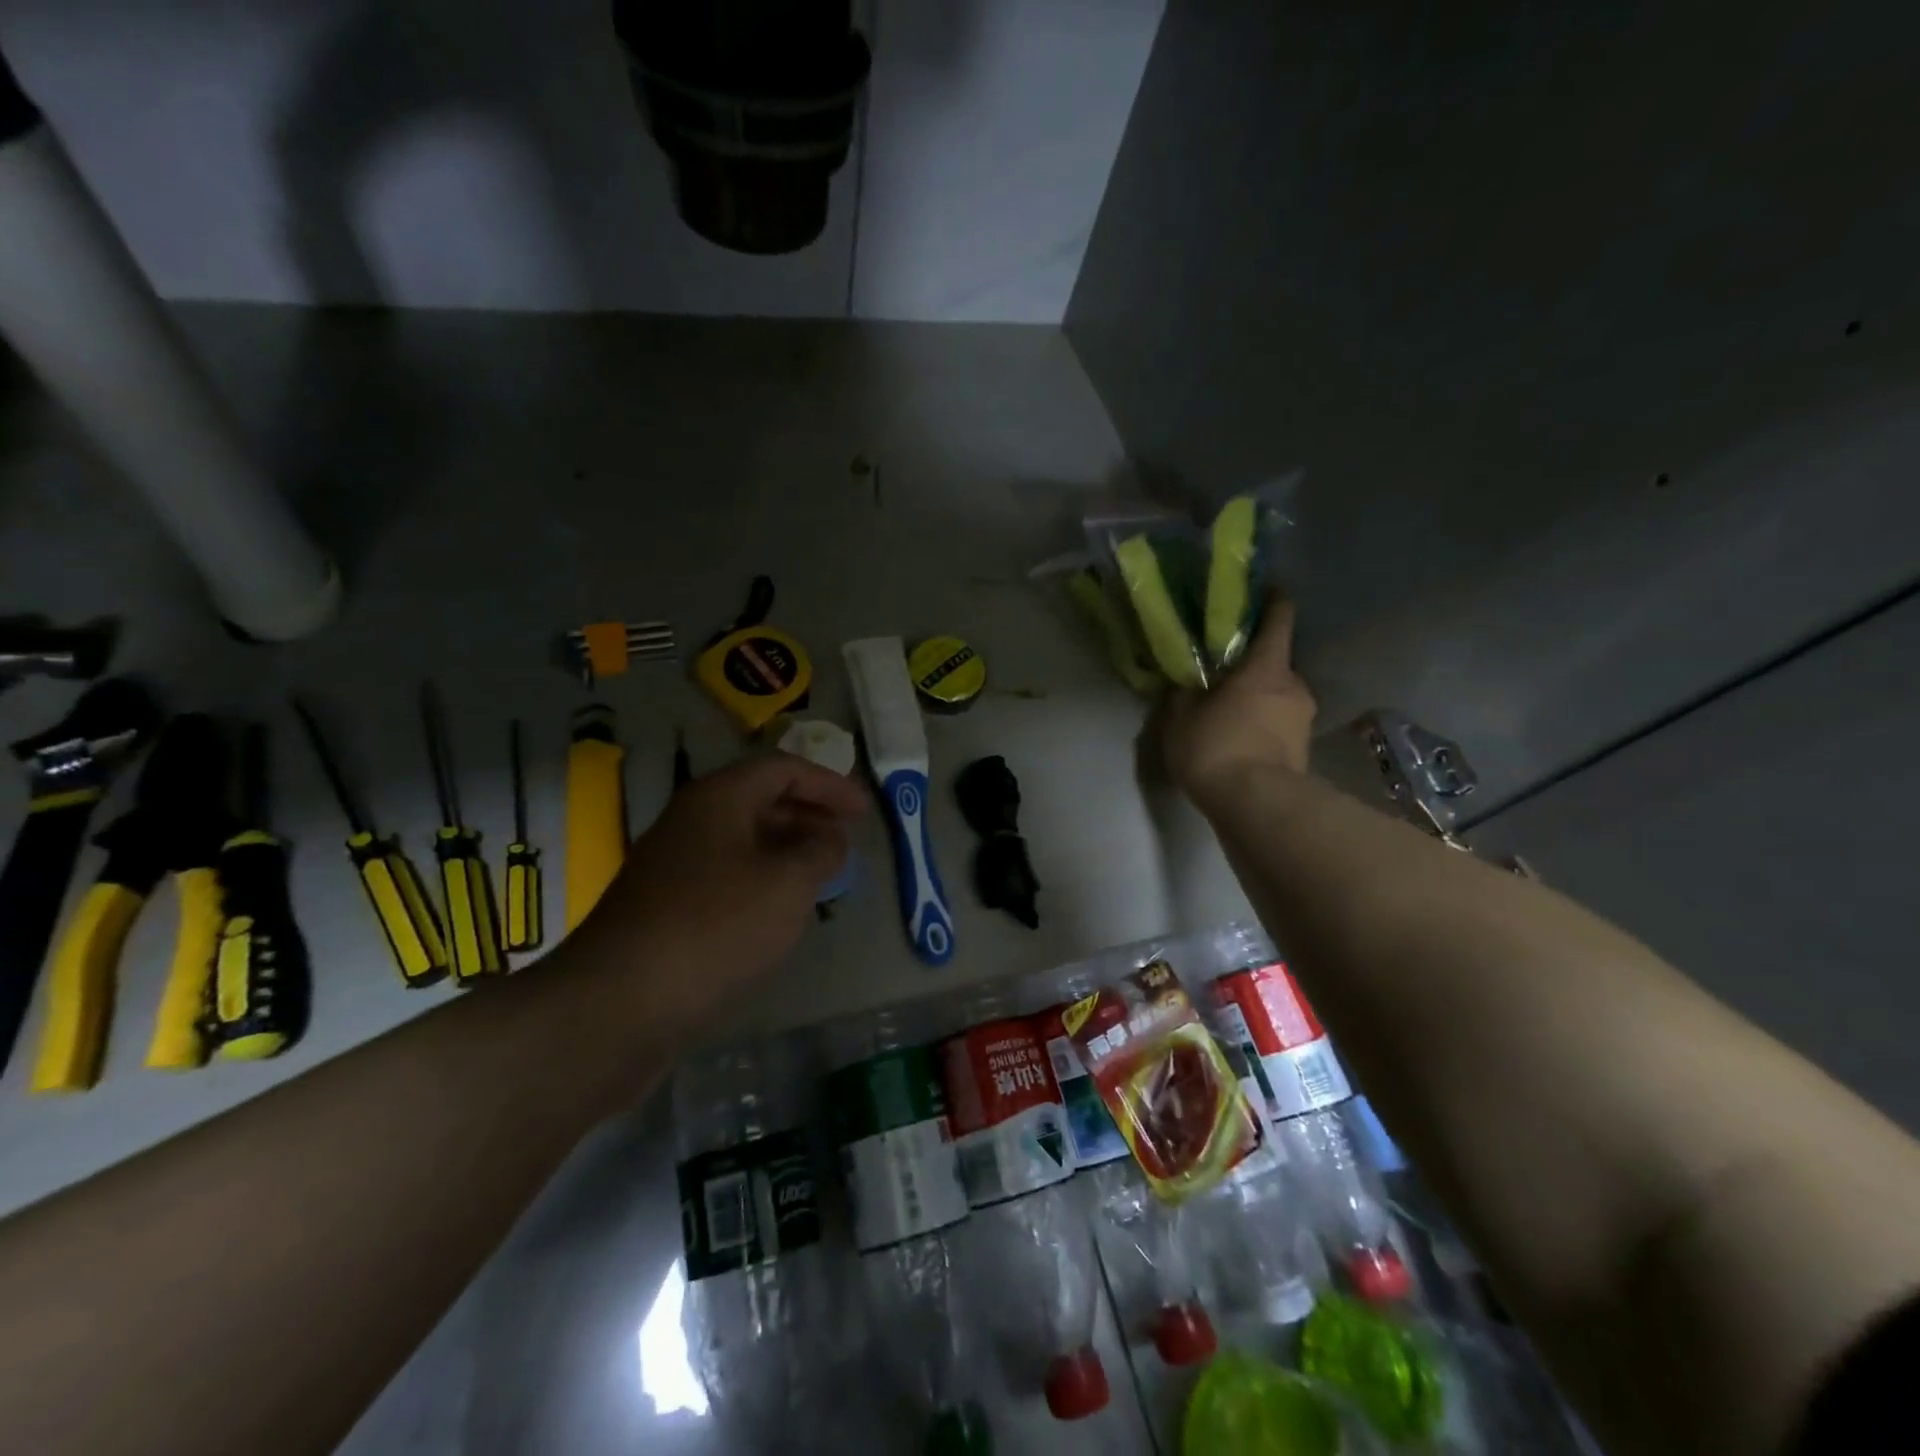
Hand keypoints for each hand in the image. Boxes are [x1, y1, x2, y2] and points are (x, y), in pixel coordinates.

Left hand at [568, 752, 867, 1028]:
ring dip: (786, 849)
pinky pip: (725, 873)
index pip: (783, 768)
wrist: (618, 1002)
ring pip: (742, 839)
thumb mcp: (788, 884)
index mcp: (719, 798)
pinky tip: (777, 911)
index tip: (864, 812)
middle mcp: (691, 820)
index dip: (829, 784)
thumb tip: (830, 836)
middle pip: (760, 799)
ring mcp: (672, 863)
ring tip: (820, 876)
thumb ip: (821, 851)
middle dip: (808, 815)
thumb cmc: (716, 926)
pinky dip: (760, 879)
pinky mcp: (664, 904)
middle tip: (844, 841)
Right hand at [1163, 594, 1316, 806]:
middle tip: (1224, 671)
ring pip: (1278, 695)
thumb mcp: (1181, 716)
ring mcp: (1304, 719)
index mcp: (1267, 667)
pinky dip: (1262, 723)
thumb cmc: (1216, 747)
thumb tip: (1184, 680)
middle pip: (1275, 662)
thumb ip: (1183, 692)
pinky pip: (1279, 723)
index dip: (1272, 601)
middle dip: (1252, 664)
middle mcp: (1294, 685)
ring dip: (1258, 697)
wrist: (1255, 805)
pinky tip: (1239, 738)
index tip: (1262, 592)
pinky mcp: (1303, 749)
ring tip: (1228, 710)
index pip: (1279, 619)